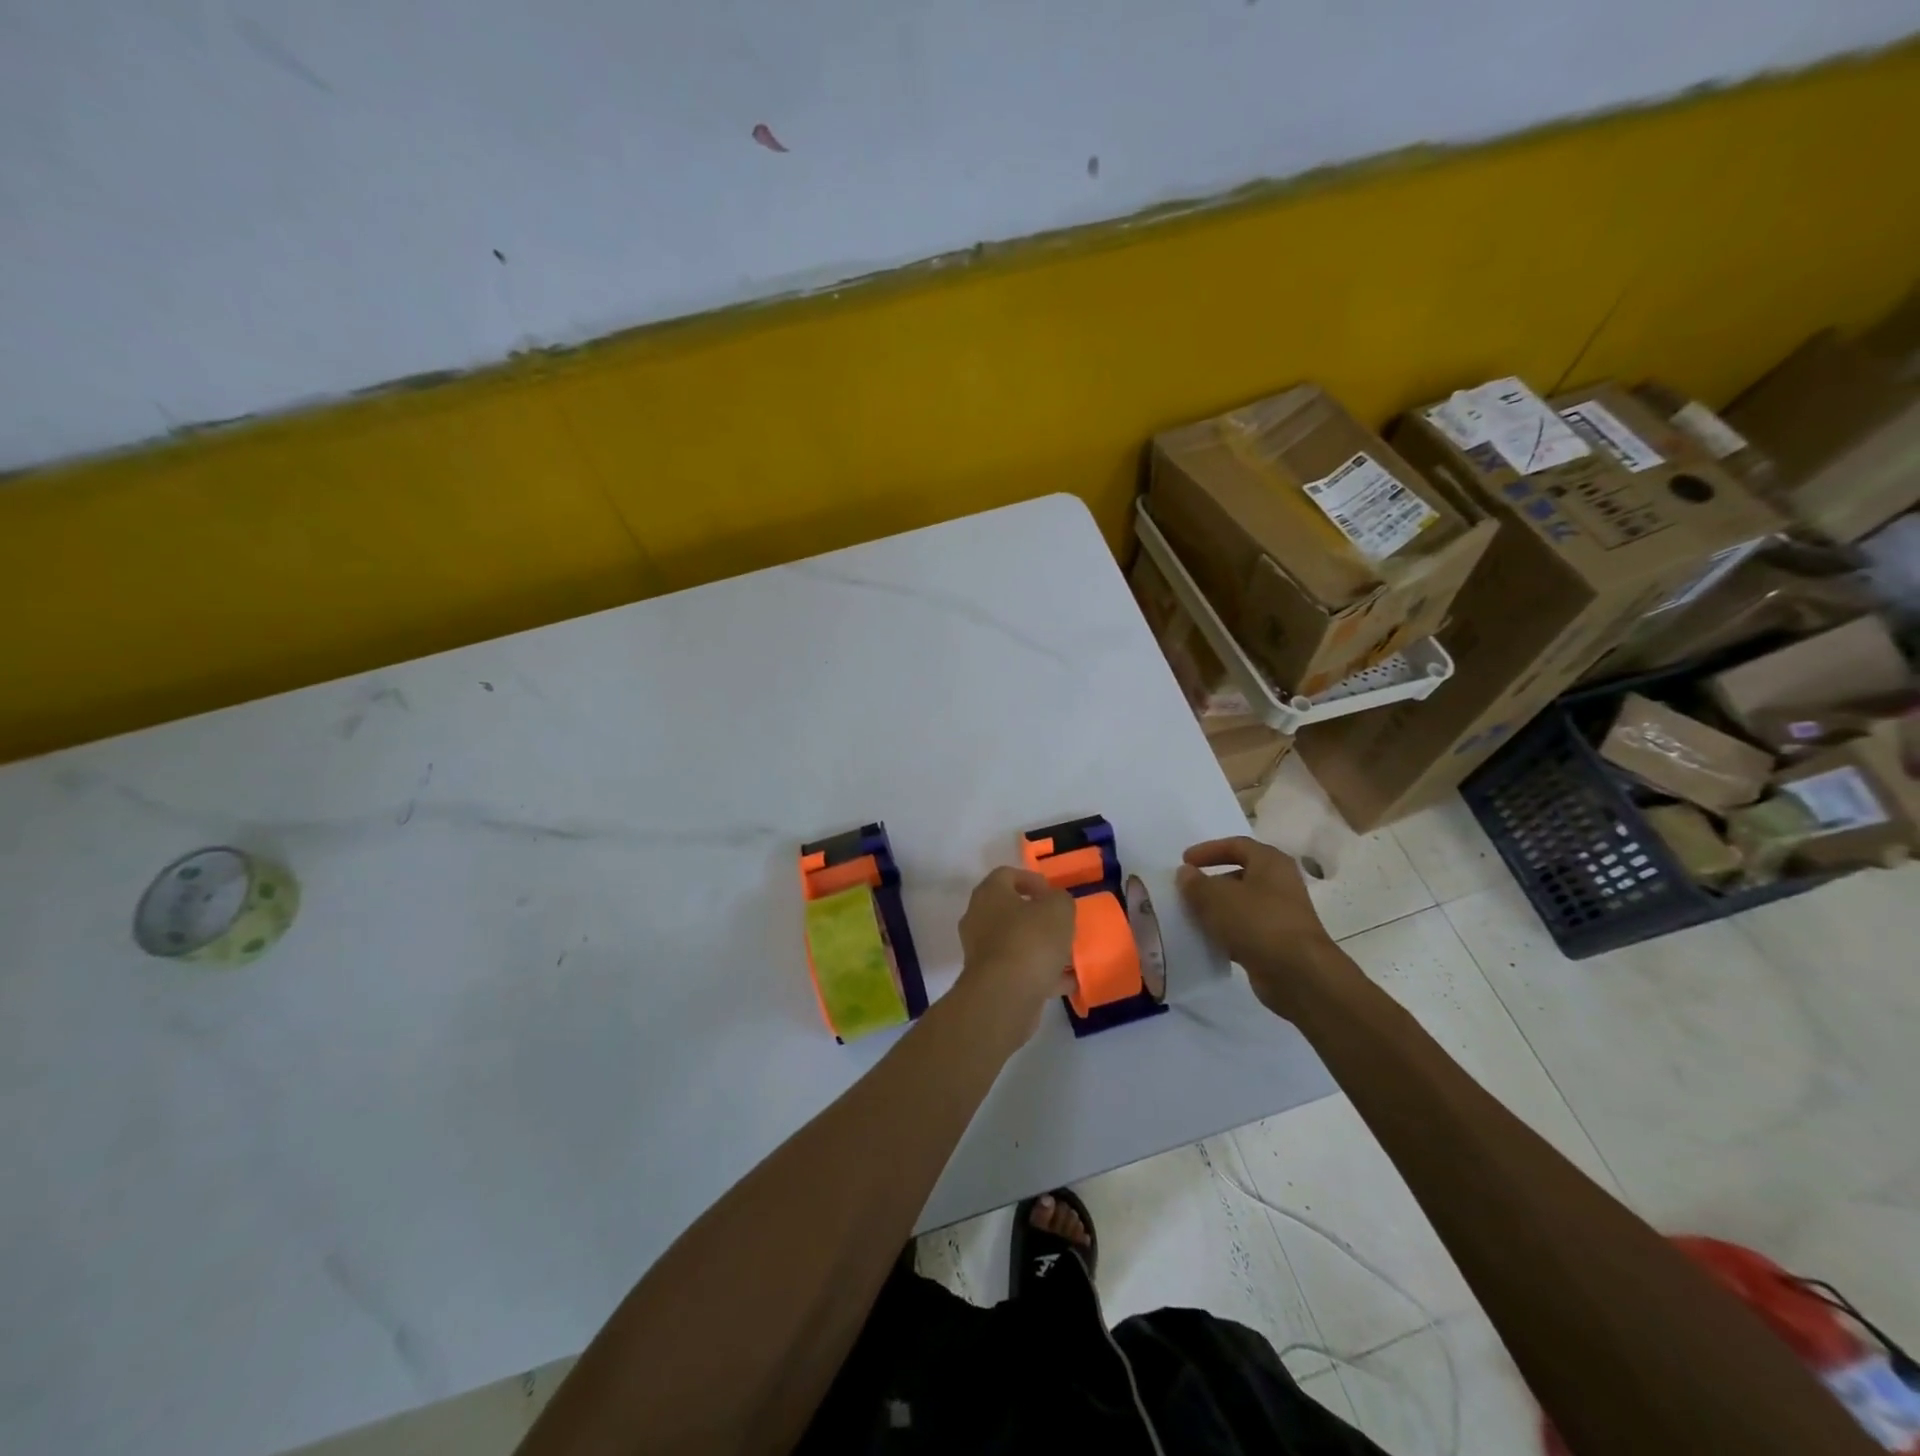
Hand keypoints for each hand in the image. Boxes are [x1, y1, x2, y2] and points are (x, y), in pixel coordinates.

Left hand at [952, 867, 1075, 1042]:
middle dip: (1036, 916)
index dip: (1031, 880)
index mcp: (989, 894)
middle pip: (1009, 910)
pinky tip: (1066, 982)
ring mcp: (980, 951)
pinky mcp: (989, 980)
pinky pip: (1018, 970)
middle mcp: (978, 918)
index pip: (1006, 875)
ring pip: (1014, 942)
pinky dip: (1040, 974)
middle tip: (1060, 923)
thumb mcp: (1058, 909)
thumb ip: (1060, 900)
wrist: (1005, 995)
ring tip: (1068, 954)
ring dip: (1040, 947)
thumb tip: (1054, 903)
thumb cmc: (1030, 940)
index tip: (1052, 893)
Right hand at [1176, 837, 1351, 1019]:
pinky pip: (1245, 930)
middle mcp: (1279, 884)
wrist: (1298, 974)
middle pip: (1240, 875)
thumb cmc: (1257, 922)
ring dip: (1216, 909)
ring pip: (1241, 905)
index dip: (1208, 850)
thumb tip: (1185, 873)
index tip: (1184, 861)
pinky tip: (1207, 940)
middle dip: (1211, 882)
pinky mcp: (1277, 942)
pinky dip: (1226, 932)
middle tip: (1186, 891)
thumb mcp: (1216, 897)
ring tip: (1190, 916)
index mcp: (1270, 862)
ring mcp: (1280, 915)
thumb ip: (1196, 883)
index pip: (1236, 845)